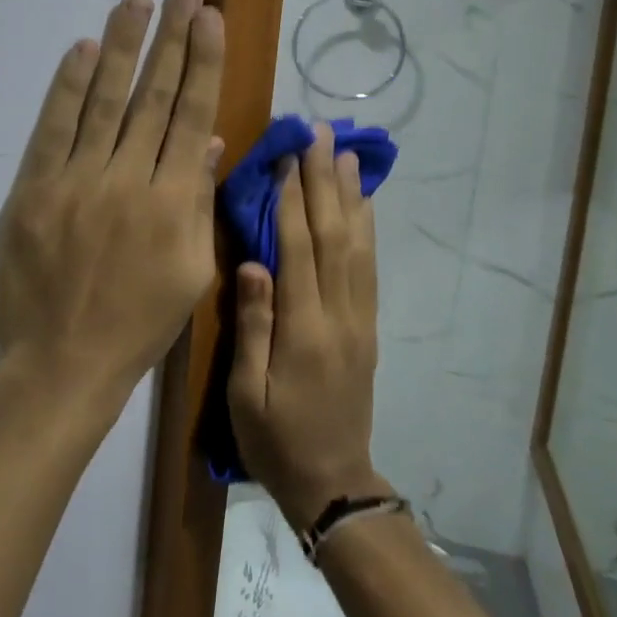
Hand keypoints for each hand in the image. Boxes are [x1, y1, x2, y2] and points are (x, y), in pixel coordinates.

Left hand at [0, 0, 225, 407]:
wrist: (63, 364)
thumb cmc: (139, 323)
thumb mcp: (192, 272)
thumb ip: (200, 202)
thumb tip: (208, 142)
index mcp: (174, 202)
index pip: (192, 115)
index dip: (203, 63)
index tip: (210, 19)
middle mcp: (129, 180)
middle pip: (153, 97)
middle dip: (171, 40)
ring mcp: (77, 181)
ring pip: (104, 101)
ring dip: (122, 46)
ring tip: (136, 1)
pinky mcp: (34, 189)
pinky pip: (53, 128)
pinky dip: (67, 87)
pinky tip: (82, 49)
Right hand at [228, 121, 388, 528]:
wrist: (334, 481)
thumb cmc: (275, 439)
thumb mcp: (245, 393)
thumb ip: (252, 325)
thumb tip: (254, 262)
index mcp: (303, 330)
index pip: (298, 250)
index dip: (292, 200)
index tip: (287, 156)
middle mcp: (339, 314)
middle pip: (333, 236)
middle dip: (325, 181)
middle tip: (320, 135)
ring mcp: (360, 319)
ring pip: (358, 246)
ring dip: (351, 196)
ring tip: (346, 154)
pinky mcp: (369, 326)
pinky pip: (370, 268)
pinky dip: (367, 229)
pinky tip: (363, 205)